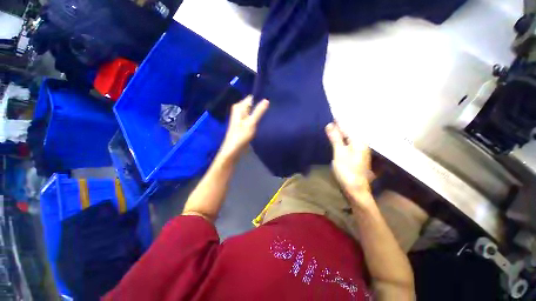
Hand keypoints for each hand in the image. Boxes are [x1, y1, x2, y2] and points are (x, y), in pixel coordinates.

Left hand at [219, 96, 269, 159]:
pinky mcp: (244, 123)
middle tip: (273, 107)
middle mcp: (239, 109)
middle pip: (252, 104)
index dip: (261, 98)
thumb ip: (259, 111)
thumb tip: (266, 99)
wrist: (233, 149)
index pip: (252, 97)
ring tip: (271, 112)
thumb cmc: (241, 135)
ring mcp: (241, 116)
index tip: (271, 99)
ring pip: (253, 111)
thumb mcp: (251, 123)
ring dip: (260, 112)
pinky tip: (265, 119)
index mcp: (239, 107)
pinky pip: (252, 117)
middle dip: (261, 105)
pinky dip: (257, 117)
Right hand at [325, 122, 373, 208]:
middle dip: (340, 124)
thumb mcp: (339, 153)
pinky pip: (349, 142)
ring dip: (341, 131)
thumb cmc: (347, 171)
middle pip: (350, 130)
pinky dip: (342, 138)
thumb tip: (330, 125)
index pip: (348, 126)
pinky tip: (337, 137)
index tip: (332, 113)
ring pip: (349, 136)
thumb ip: (335, 138)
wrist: (355, 188)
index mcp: (359, 141)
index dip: (339, 120)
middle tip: (330, 118)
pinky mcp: (356, 154)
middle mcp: (361, 143)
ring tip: (332, 125)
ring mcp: (359, 149)